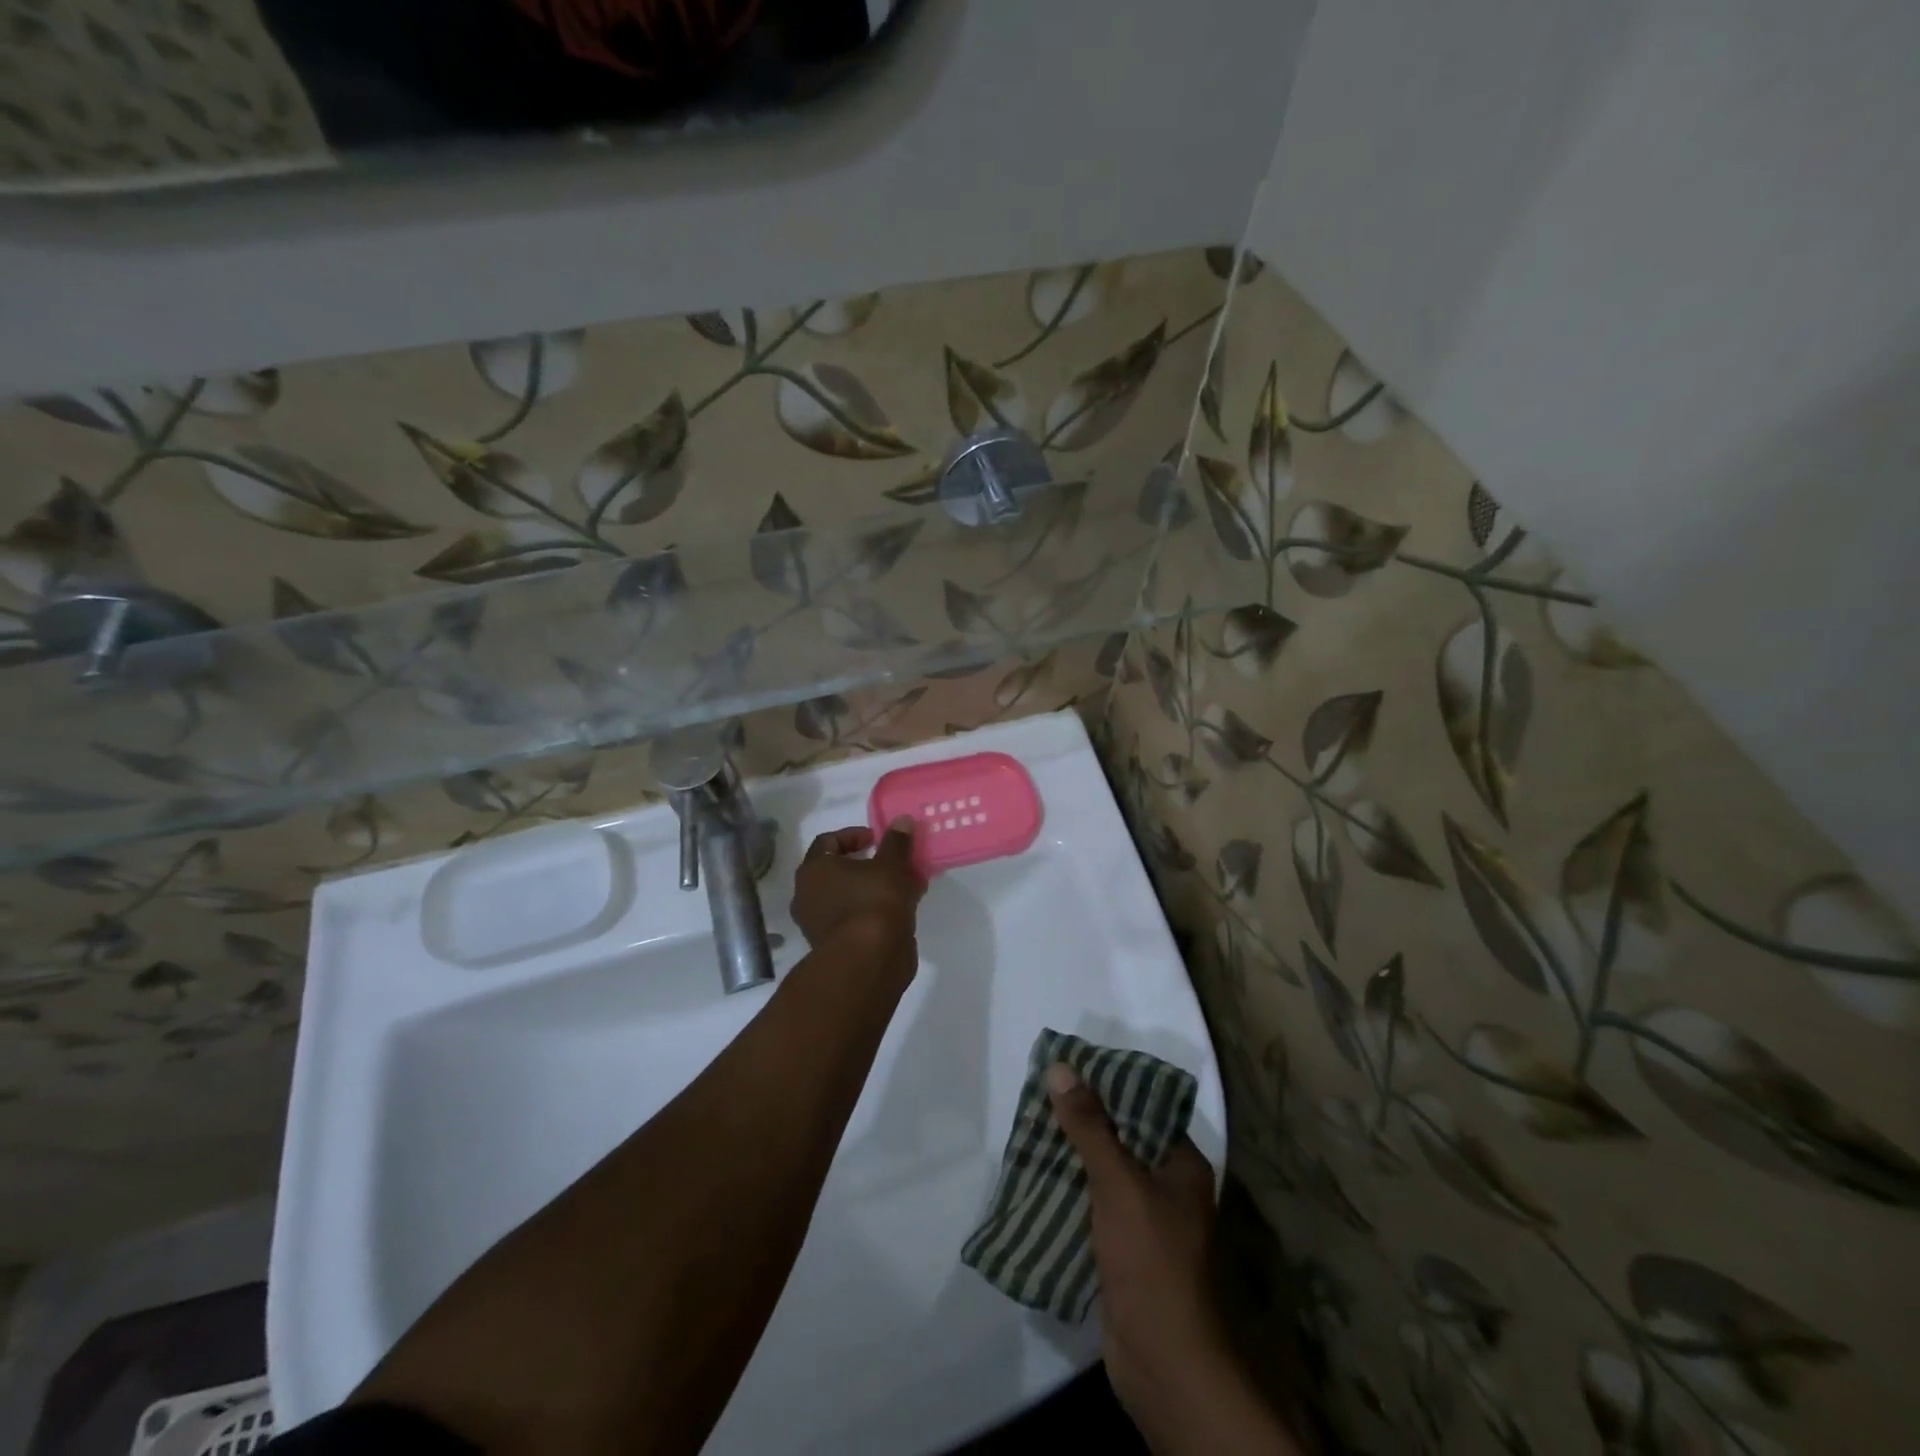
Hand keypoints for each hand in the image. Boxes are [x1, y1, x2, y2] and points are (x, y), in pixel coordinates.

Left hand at [790, 817, 923, 962]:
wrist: (868, 961)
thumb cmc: (875, 901)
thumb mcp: (892, 864)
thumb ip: (897, 842)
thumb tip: (902, 820)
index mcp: (813, 869)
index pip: (827, 841)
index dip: (854, 835)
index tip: (878, 839)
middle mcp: (807, 895)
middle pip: (837, 871)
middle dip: (868, 865)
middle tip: (893, 864)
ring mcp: (817, 924)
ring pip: (848, 897)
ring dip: (873, 890)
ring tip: (905, 888)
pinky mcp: (834, 947)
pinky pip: (854, 919)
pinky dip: (874, 912)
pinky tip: (902, 912)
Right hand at [1048, 1064, 1288, 1454]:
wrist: (1161, 1362)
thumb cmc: (1149, 1259)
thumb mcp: (1117, 1182)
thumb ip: (1089, 1126)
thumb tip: (1060, 1068)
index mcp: (1182, 1165)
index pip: (1146, 1108)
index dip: (1110, 1085)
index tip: (1072, 1068)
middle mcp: (1169, 1188)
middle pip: (1123, 1139)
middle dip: (1084, 1120)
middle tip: (1043, 1094)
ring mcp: (1147, 1222)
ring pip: (1105, 1173)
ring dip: (1073, 1156)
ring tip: (1033, 1127)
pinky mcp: (1125, 1251)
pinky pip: (1095, 1206)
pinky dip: (1071, 1191)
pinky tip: (1039, 1177)